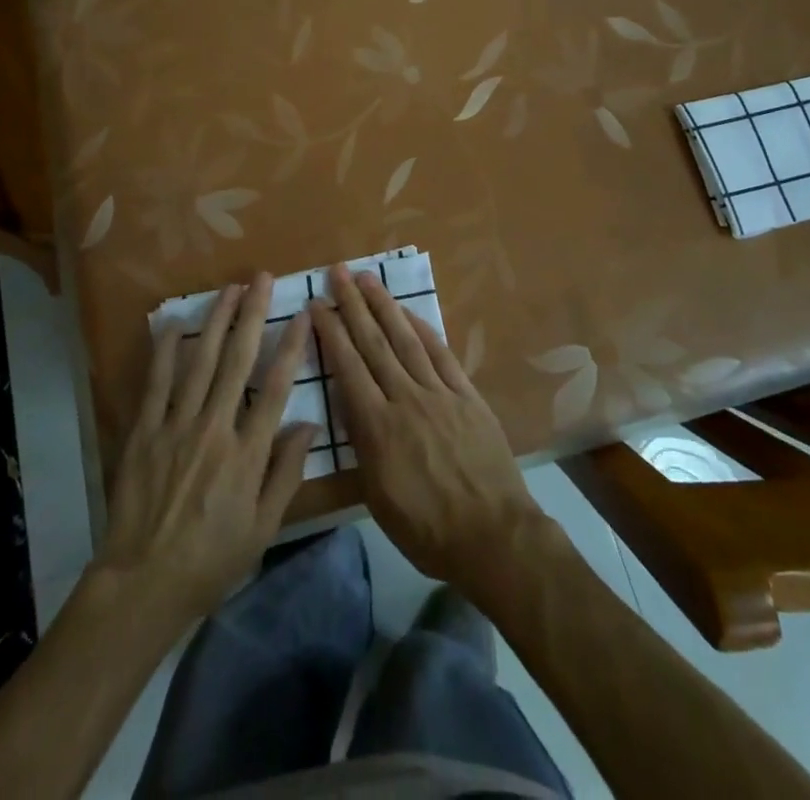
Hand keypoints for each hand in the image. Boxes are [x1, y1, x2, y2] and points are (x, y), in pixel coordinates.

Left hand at [94, 274, 317, 625]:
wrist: (144, 582)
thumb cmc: (212, 559)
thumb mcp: (263, 527)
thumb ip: (286, 473)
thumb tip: (310, 424)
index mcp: (247, 454)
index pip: (275, 388)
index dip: (290, 347)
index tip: (301, 314)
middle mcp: (215, 429)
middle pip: (238, 361)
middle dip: (252, 315)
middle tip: (260, 279)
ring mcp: (176, 426)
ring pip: (200, 361)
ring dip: (215, 320)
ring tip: (228, 289)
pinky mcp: (145, 431)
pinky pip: (156, 382)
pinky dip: (165, 351)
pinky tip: (172, 323)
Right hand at [311, 265, 543, 590]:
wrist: (492, 536)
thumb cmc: (426, 529)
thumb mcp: (376, 496)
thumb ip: (362, 445)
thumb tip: (350, 405)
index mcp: (377, 427)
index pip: (347, 367)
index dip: (330, 333)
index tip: (316, 305)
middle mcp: (405, 398)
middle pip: (373, 343)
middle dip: (352, 305)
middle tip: (338, 272)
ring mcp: (439, 393)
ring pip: (406, 339)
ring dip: (384, 306)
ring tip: (368, 279)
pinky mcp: (467, 395)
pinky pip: (441, 353)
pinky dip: (423, 328)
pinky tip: (409, 313)